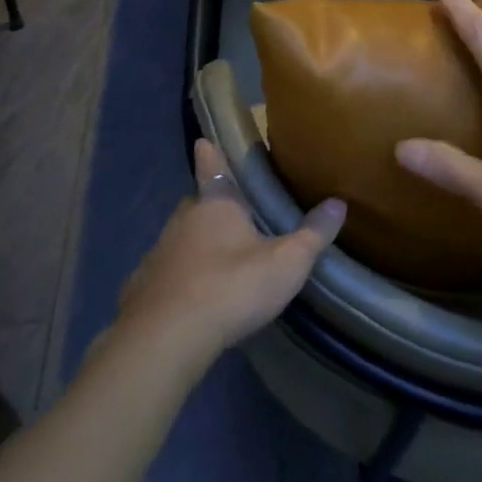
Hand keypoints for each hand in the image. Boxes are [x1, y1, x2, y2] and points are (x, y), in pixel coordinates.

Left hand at [115, 141, 345, 362]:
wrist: (165, 339)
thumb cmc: (230, 287)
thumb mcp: (285, 263)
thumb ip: (312, 234)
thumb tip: (339, 203)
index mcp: (215, 205)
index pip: (212, 167)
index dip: (211, 154)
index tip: (204, 142)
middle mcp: (182, 221)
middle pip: (196, 204)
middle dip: (211, 206)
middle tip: (232, 214)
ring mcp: (158, 254)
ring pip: (181, 239)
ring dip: (196, 244)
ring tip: (219, 259)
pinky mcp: (142, 289)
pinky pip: (166, 274)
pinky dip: (179, 279)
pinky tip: (192, 299)